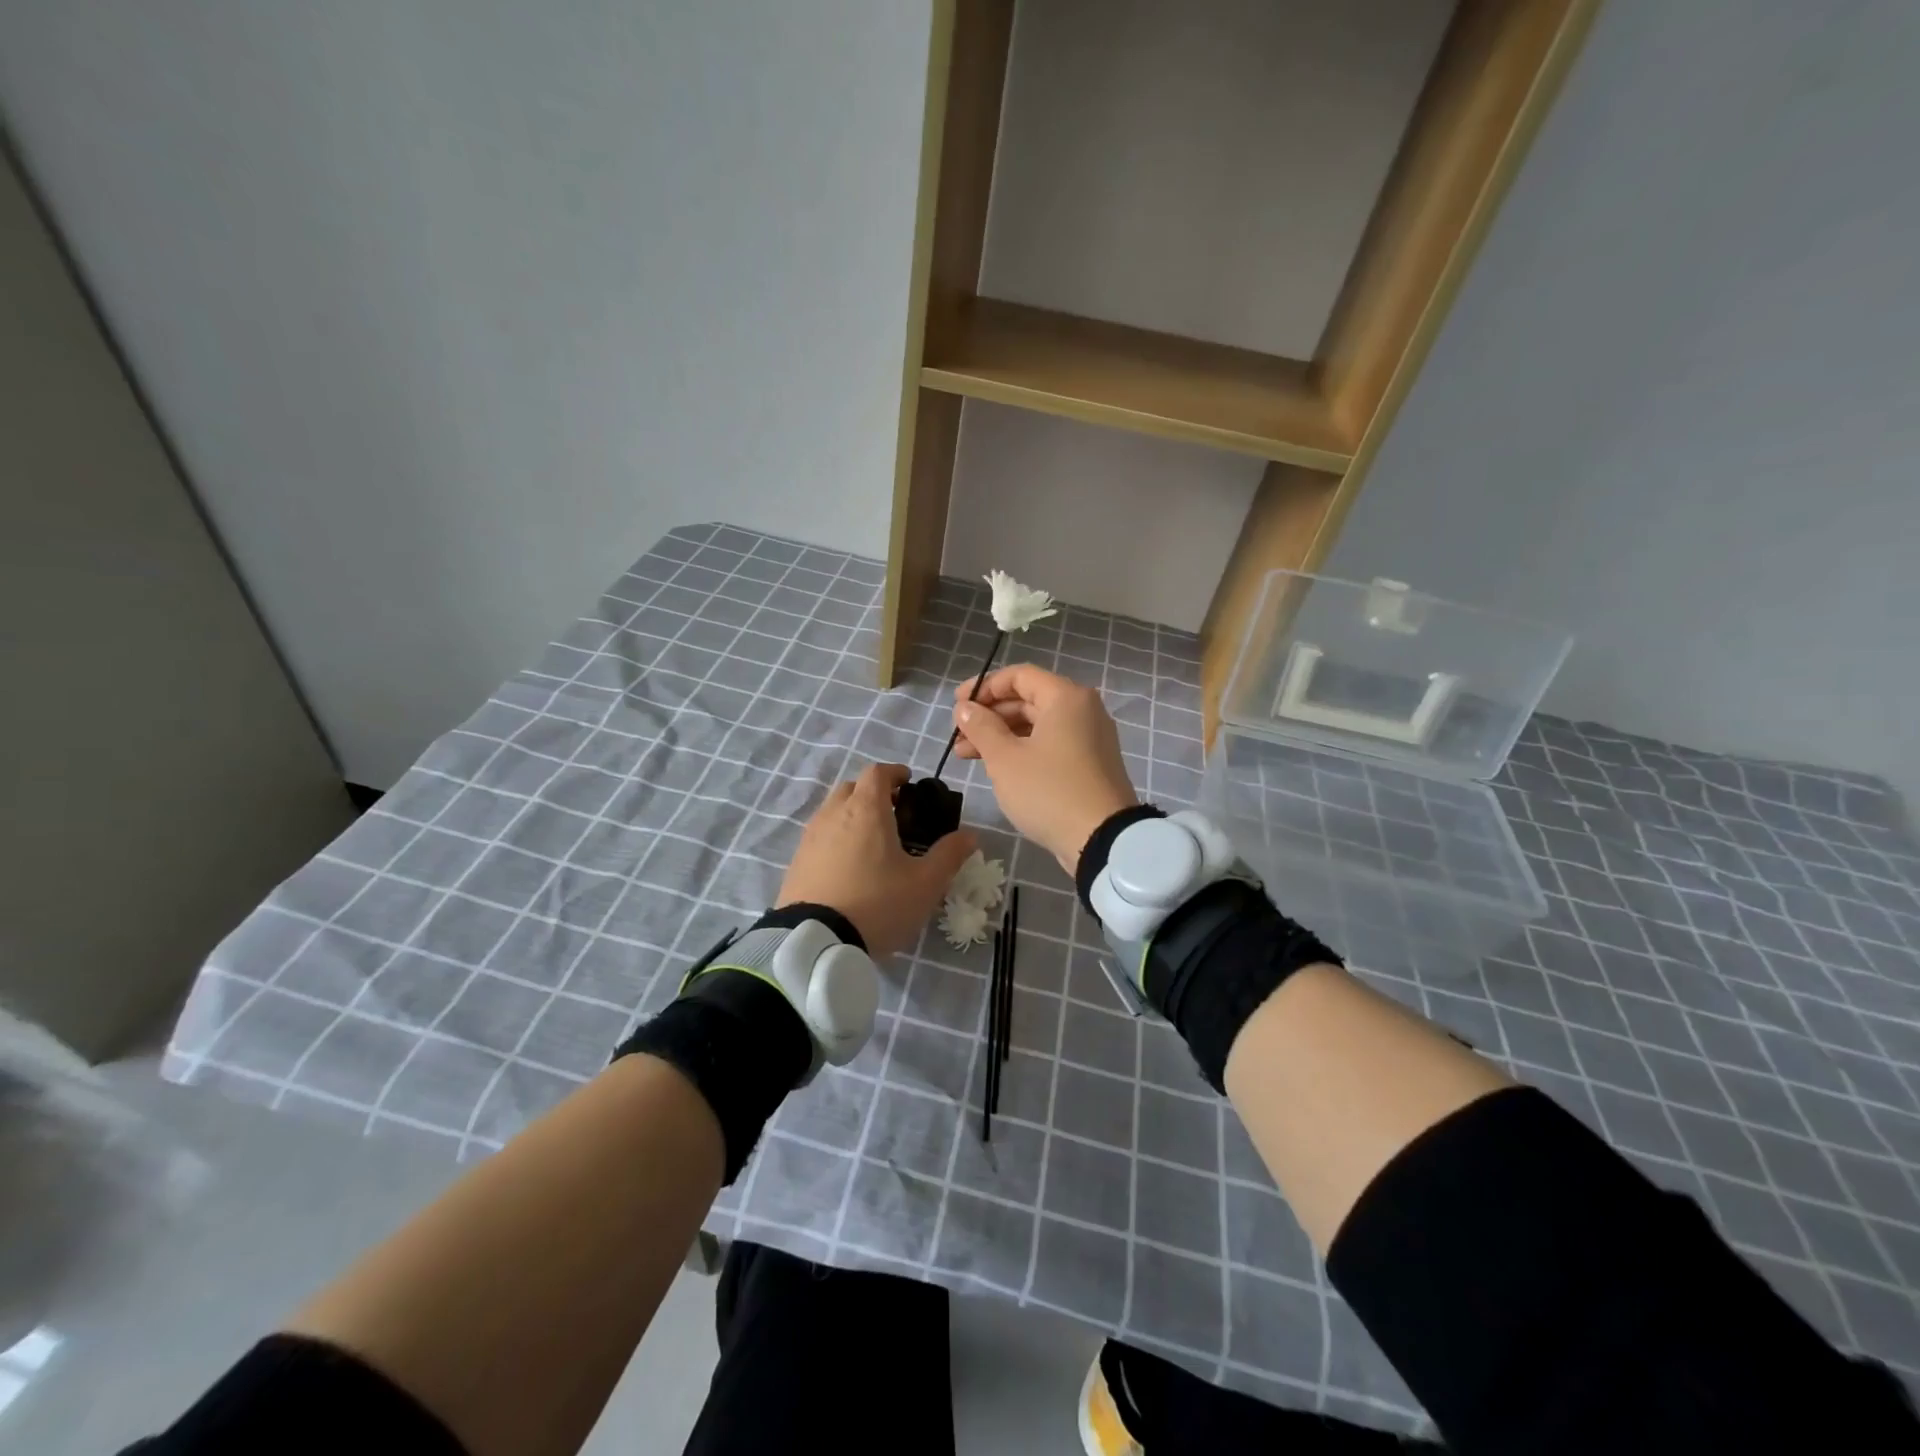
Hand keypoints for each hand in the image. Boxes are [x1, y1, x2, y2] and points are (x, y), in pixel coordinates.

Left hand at [776, 763, 975, 956]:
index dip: (895, 773)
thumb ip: (949, 855)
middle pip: (852, 788)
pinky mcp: (797, 862)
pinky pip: (819, 837)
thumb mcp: (925, 884)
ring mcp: (810, 838)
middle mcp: (833, 814)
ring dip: (852, 815)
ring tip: (871, 843)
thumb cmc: (877, 904)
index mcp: (866, 810)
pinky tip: (848, 867)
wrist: (815, 942)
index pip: (877, 772)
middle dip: (873, 793)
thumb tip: (969, 835)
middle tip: (894, 815)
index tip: (909, 783)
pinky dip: (835, 839)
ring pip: (832, 811)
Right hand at [951, 665, 1137, 874]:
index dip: (984, 686)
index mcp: (1066, 697)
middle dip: (989, 715)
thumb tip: (965, 708)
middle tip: (958, 736)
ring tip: (966, 755)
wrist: (1102, 840)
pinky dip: (1023, 749)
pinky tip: (997, 766)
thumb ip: (981, 727)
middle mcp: (1083, 709)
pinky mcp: (1090, 762)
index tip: (957, 706)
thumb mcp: (1005, 759)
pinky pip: (1051, 743)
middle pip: (1028, 699)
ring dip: (1001, 735)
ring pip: (1037, 724)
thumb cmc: (1049, 791)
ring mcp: (1090, 737)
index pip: (1019, 676)